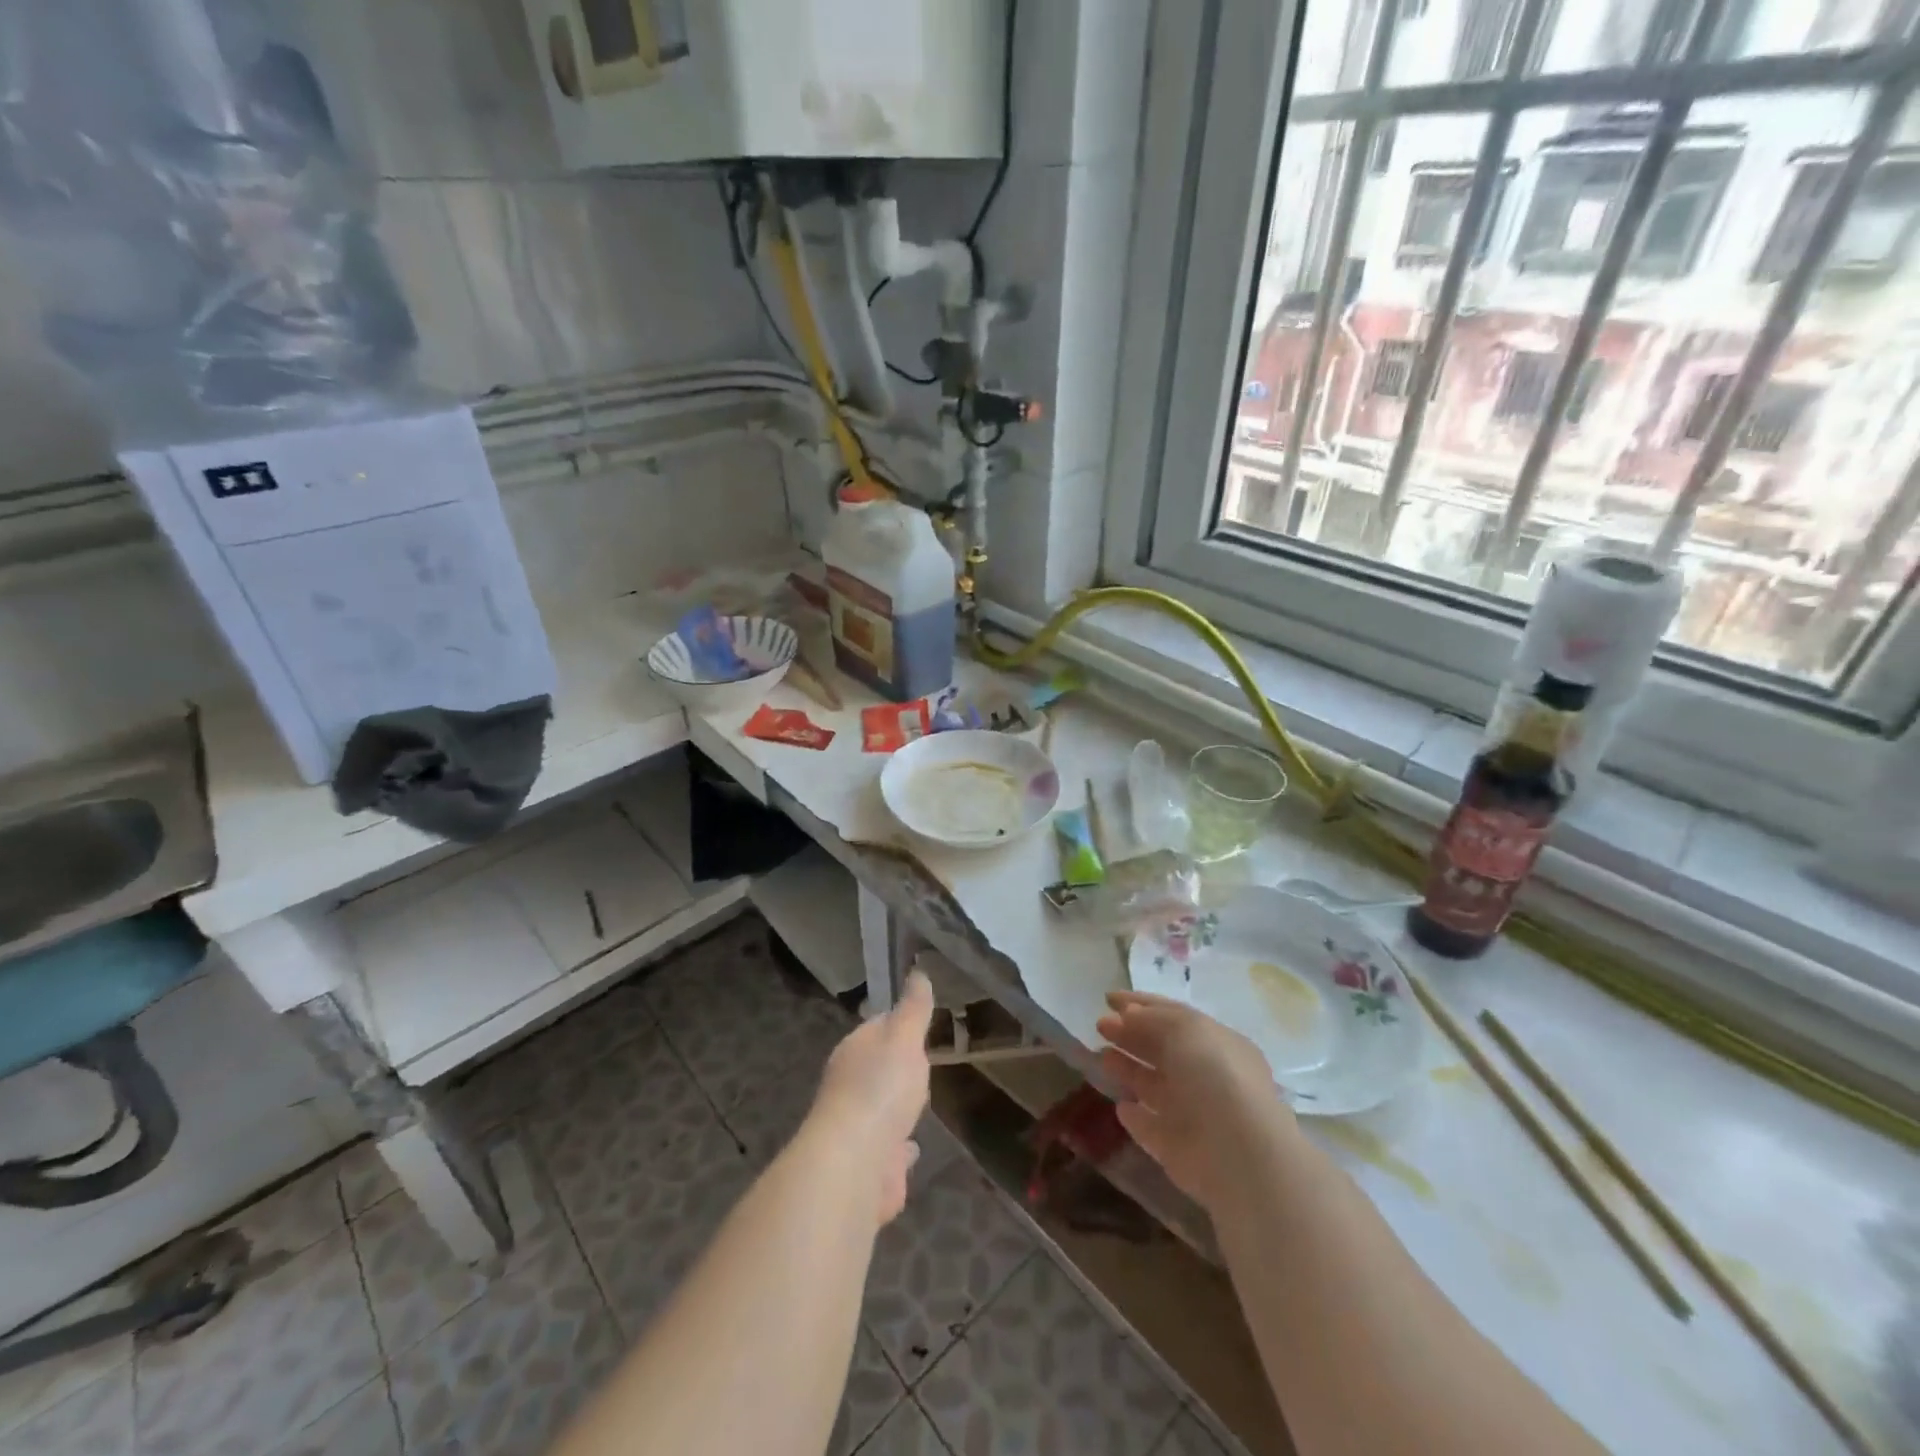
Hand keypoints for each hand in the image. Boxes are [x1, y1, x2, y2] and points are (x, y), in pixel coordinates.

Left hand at [807, 971, 934, 1223]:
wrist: (855, 1164)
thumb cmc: (880, 1090)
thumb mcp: (904, 1038)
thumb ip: (913, 1009)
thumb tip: (917, 972)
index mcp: (854, 1051)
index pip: (876, 1027)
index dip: (897, 1023)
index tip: (917, 1020)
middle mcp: (849, 1087)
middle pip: (877, 1069)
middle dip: (896, 1066)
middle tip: (922, 1061)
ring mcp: (858, 1128)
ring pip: (880, 1110)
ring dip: (895, 1107)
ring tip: (919, 1102)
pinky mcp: (869, 1167)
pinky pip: (889, 1151)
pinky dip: (899, 1148)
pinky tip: (913, 1148)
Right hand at [1096, 990, 1295, 1213]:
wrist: (1238, 1153)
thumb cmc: (1214, 1076)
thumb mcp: (1184, 1029)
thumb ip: (1151, 1019)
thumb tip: (1126, 1015)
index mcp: (1217, 1043)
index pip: (1175, 1016)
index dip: (1141, 1004)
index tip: (1107, 998)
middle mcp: (1207, 1076)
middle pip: (1163, 1050)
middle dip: (1131, 1035)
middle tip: (1099, 1025)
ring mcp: (1193, 1114)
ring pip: (1154, 1086)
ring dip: (1128, 1069)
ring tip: (1101, 1056)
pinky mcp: (1178, 1149)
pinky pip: (1151, 1127)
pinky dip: (1136, 1116)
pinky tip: (1120, 1107)